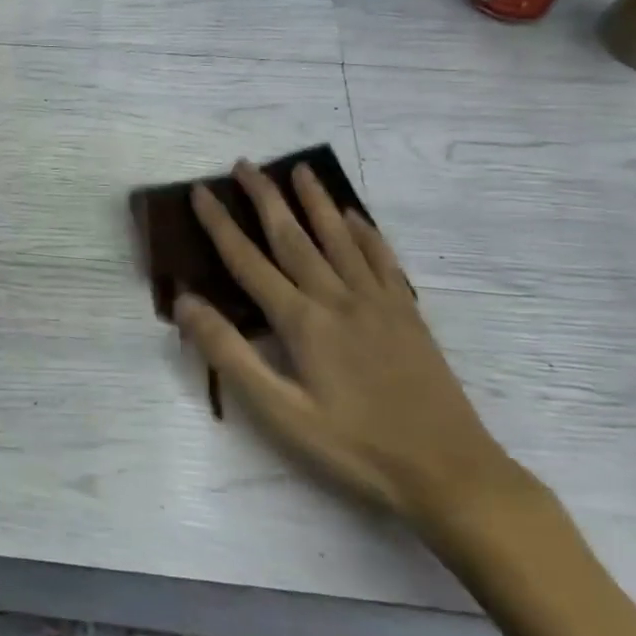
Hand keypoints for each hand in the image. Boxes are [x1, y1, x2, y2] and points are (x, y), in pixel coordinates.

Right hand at [173, 162, 523, 532]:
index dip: (220, 224)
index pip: (248, 261)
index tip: (200, 191)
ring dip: (316, 201)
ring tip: (300, 170)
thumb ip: (230, 353)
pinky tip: (355, 217)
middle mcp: (337, 298)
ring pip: (339, 238)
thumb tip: (186, 302)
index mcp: (302, 321)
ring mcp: (377, 302)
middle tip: (244, 164)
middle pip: (293, 236)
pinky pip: (382, 259)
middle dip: (265, 197)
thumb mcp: (280, 412)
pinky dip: (365, 232)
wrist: (449, 472)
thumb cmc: (354, 447)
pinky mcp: (407, 314)